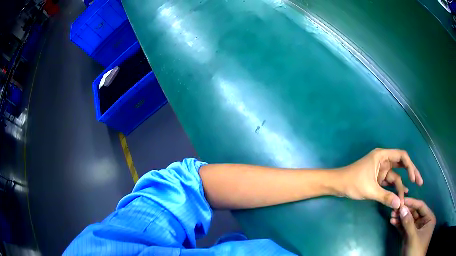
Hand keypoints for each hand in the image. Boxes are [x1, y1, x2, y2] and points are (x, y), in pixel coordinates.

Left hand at [340, 148, 422, 208]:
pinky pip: (389, 182)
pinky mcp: (378, 178)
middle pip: (401, 164)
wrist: (337, 185)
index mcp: (382, 156)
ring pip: (396, 175)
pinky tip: (401, 194)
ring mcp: (381, 169)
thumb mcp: (370, 190)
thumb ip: (385, 197)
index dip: (410, 166)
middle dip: (411, 173)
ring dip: (401, 185)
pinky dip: (395, 188)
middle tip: (419, 182)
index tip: (415, 178)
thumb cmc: (352, 183)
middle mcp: (383, 160)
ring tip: (408, 195)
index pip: (401, 156)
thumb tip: (399, 204)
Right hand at [390, 198, 435, 255]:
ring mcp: (416, 230)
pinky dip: (399, 225)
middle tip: (394, 208)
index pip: (421, 207)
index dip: (412, 203)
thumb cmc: (417, 249)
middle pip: (414, 213)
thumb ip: (409, 223)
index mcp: (429, 218)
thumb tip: (402, 208)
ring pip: (408, 221)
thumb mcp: (413, 237)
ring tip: (391, 215)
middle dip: (404, 211)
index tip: (402, 200)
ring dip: (400, 218)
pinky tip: (393, 222)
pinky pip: (404, 229)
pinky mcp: (409, 237)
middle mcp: (423, 222)